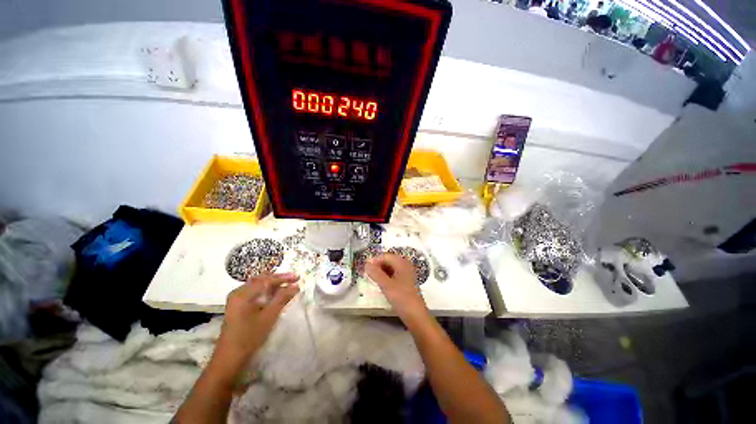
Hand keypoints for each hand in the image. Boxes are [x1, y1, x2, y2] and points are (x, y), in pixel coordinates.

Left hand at [211, 273, 299, 381]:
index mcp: (243, 293)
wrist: (229, 359)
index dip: (284, 278)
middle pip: (262, 279)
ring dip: (273, 284)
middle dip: (279, 279)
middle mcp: (238, 292)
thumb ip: (283, 298)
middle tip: (294, 280)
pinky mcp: (237, 305)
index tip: (298, 277)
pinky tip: (275, 295)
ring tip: (287, 286)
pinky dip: (266, 291)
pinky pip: (254, 292)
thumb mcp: (269, 316)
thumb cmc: (250, 337)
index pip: (267, 280)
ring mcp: (236, 299)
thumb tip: (296, 285)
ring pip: (258, 285)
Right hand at [366, 254, 428, 321]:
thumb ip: (375, 273)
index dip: (374, 260)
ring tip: (372, 278)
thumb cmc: (401, 298)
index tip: (364, 268)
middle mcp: (405, 265)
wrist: (416, 315)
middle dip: (377, 265)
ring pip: (391, 267)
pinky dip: (386, 276)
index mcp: (402, 262)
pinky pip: (394, 274)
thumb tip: (366, 263)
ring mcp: (407, 273)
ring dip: (381, 271)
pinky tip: (381, 283)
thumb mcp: (386, 285)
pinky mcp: (406, 282)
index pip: (385, 256)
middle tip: (367, 273)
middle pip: (388, 260)